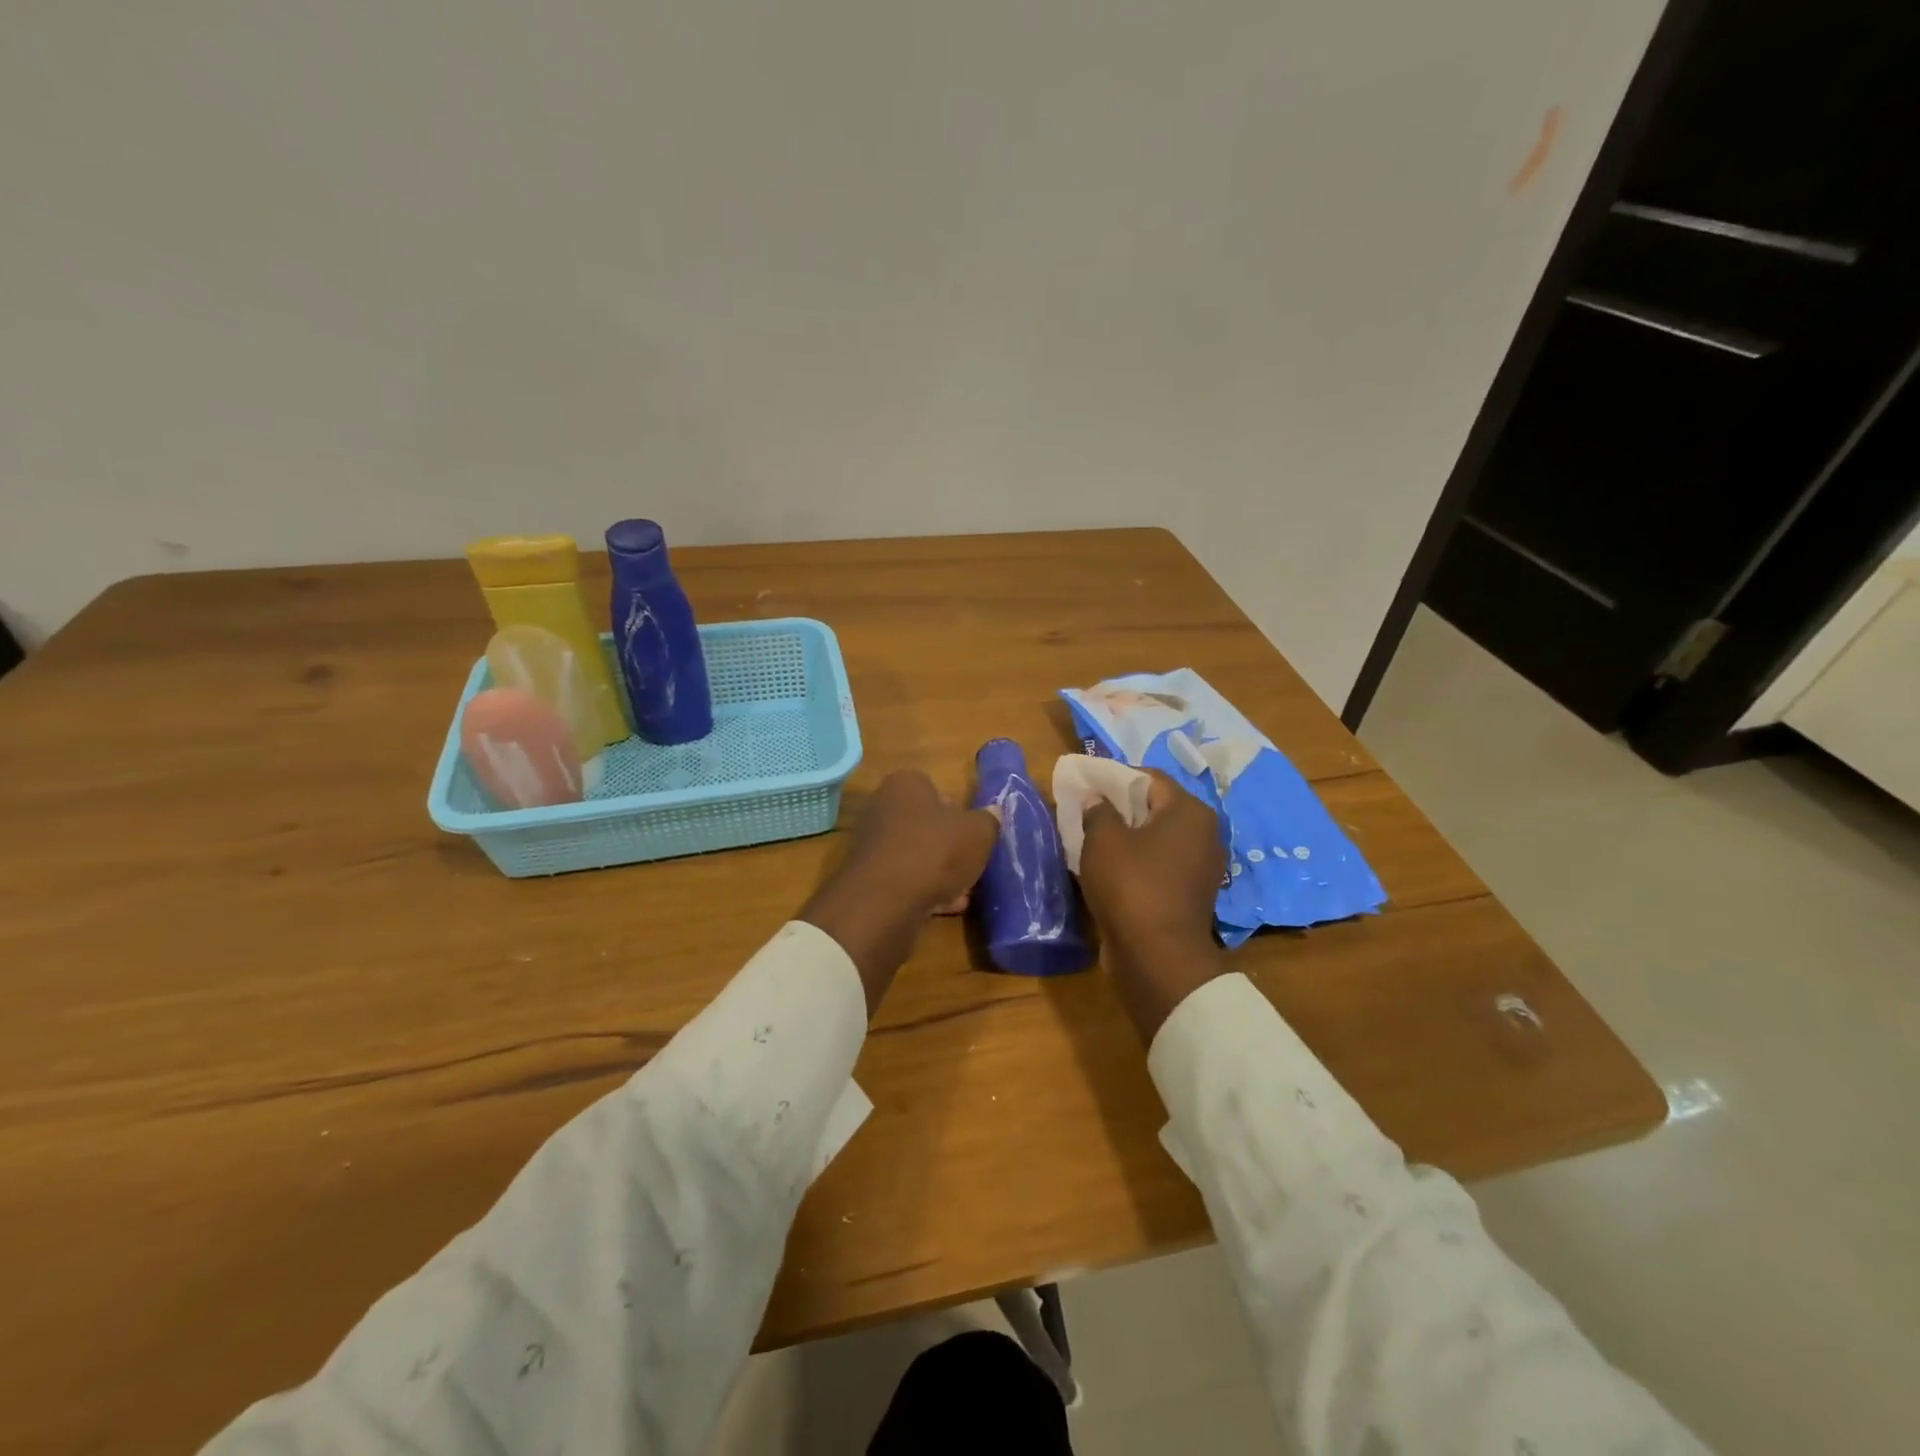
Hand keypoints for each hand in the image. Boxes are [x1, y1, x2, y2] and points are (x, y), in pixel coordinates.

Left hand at [800, 771, 998, 1013]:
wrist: (885, 902)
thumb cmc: (935, 852)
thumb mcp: (979, 832)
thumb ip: (989, 820)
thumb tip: (992, 814)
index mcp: (904, 785)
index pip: (936, 789)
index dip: (959, 812)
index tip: (973, 834)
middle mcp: (881, 808)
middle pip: (926, 825)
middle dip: (950, 846)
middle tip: (971, 864)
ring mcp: (871, 845)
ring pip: (917, 855)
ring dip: (940, 872)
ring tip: (964, 892)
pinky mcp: (868, 879)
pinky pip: (905, 880)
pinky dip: (924, 891)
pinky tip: (946, 908)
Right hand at [1078, 771, 1228, 1042]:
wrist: (1157, 957)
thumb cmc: (1132, 885)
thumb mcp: (1104, 841)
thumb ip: (1097, 811)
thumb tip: (1095, 798)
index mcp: (1189, 811)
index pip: (1149, 778)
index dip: (1114, 777)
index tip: (1086, 784)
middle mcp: (1204, 834)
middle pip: (1155, 808)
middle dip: (1120, 807)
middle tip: (1085, 810)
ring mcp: (1200, 867)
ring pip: (1156, 839)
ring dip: (1126, 837)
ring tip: (1091, 839)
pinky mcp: (1190, 894)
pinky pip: (1159, 866)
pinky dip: (1136, 862)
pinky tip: (1108, 868)